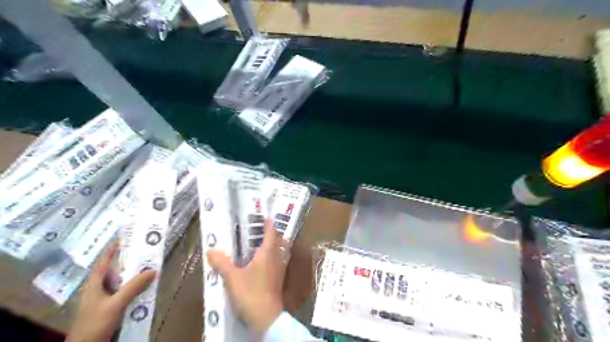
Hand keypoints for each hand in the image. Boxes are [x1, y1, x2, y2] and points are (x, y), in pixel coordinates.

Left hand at [66, 243, 154, 341]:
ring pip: (121, 282)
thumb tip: (153, 270)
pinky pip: (125, 293)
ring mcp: (104, 300)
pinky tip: (146, 288)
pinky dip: (135, 288)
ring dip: (135, 276)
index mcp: (94, 284)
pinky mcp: (110, 309)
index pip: (103, 262)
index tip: (125, 237)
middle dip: (130, 261)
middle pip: (115, 271)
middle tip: (146, 251)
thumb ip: (133, 287)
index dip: (113, 249)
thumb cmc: (94, 324)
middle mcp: (98, 289)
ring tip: (151, 267)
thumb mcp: (115, 304)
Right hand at [207, 220, 288, 333]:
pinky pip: (278, 262)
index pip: (271, 232)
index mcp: (268, 252)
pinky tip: (263, 262)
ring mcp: (279, 269)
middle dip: (273, 233)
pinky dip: (273, 257)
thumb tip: (211, 250)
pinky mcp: (278, 279)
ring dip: (275, 245)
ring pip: (280, 251)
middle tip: (263, 228)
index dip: (269, 223)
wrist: (265, 317)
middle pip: (279, 240)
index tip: (266, 216)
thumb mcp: (232, 277)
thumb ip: (222, 262)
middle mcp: (276, 258)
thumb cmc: (250, 292)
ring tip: (263, 242)